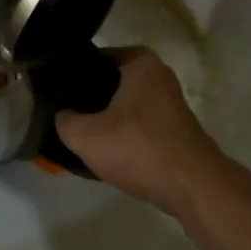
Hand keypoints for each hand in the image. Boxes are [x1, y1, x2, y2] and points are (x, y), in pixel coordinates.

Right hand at [53, 48, 229, 215]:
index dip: (72, 74)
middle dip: (89, 98)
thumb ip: (64, 121)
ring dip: (106, 120)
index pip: (94, 58)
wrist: (194, 190)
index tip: (56, 92)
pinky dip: (124, 137)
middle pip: (110, 82)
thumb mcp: (86, 136)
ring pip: (125, 106)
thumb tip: (62, 117)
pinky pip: (139, 126)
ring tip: (83, 136)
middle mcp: (158, 75)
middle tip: (65, 114)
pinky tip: (108, 154)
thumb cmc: (139, 148)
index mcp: (139, 62)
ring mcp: (170, 104)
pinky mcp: (176, 131)